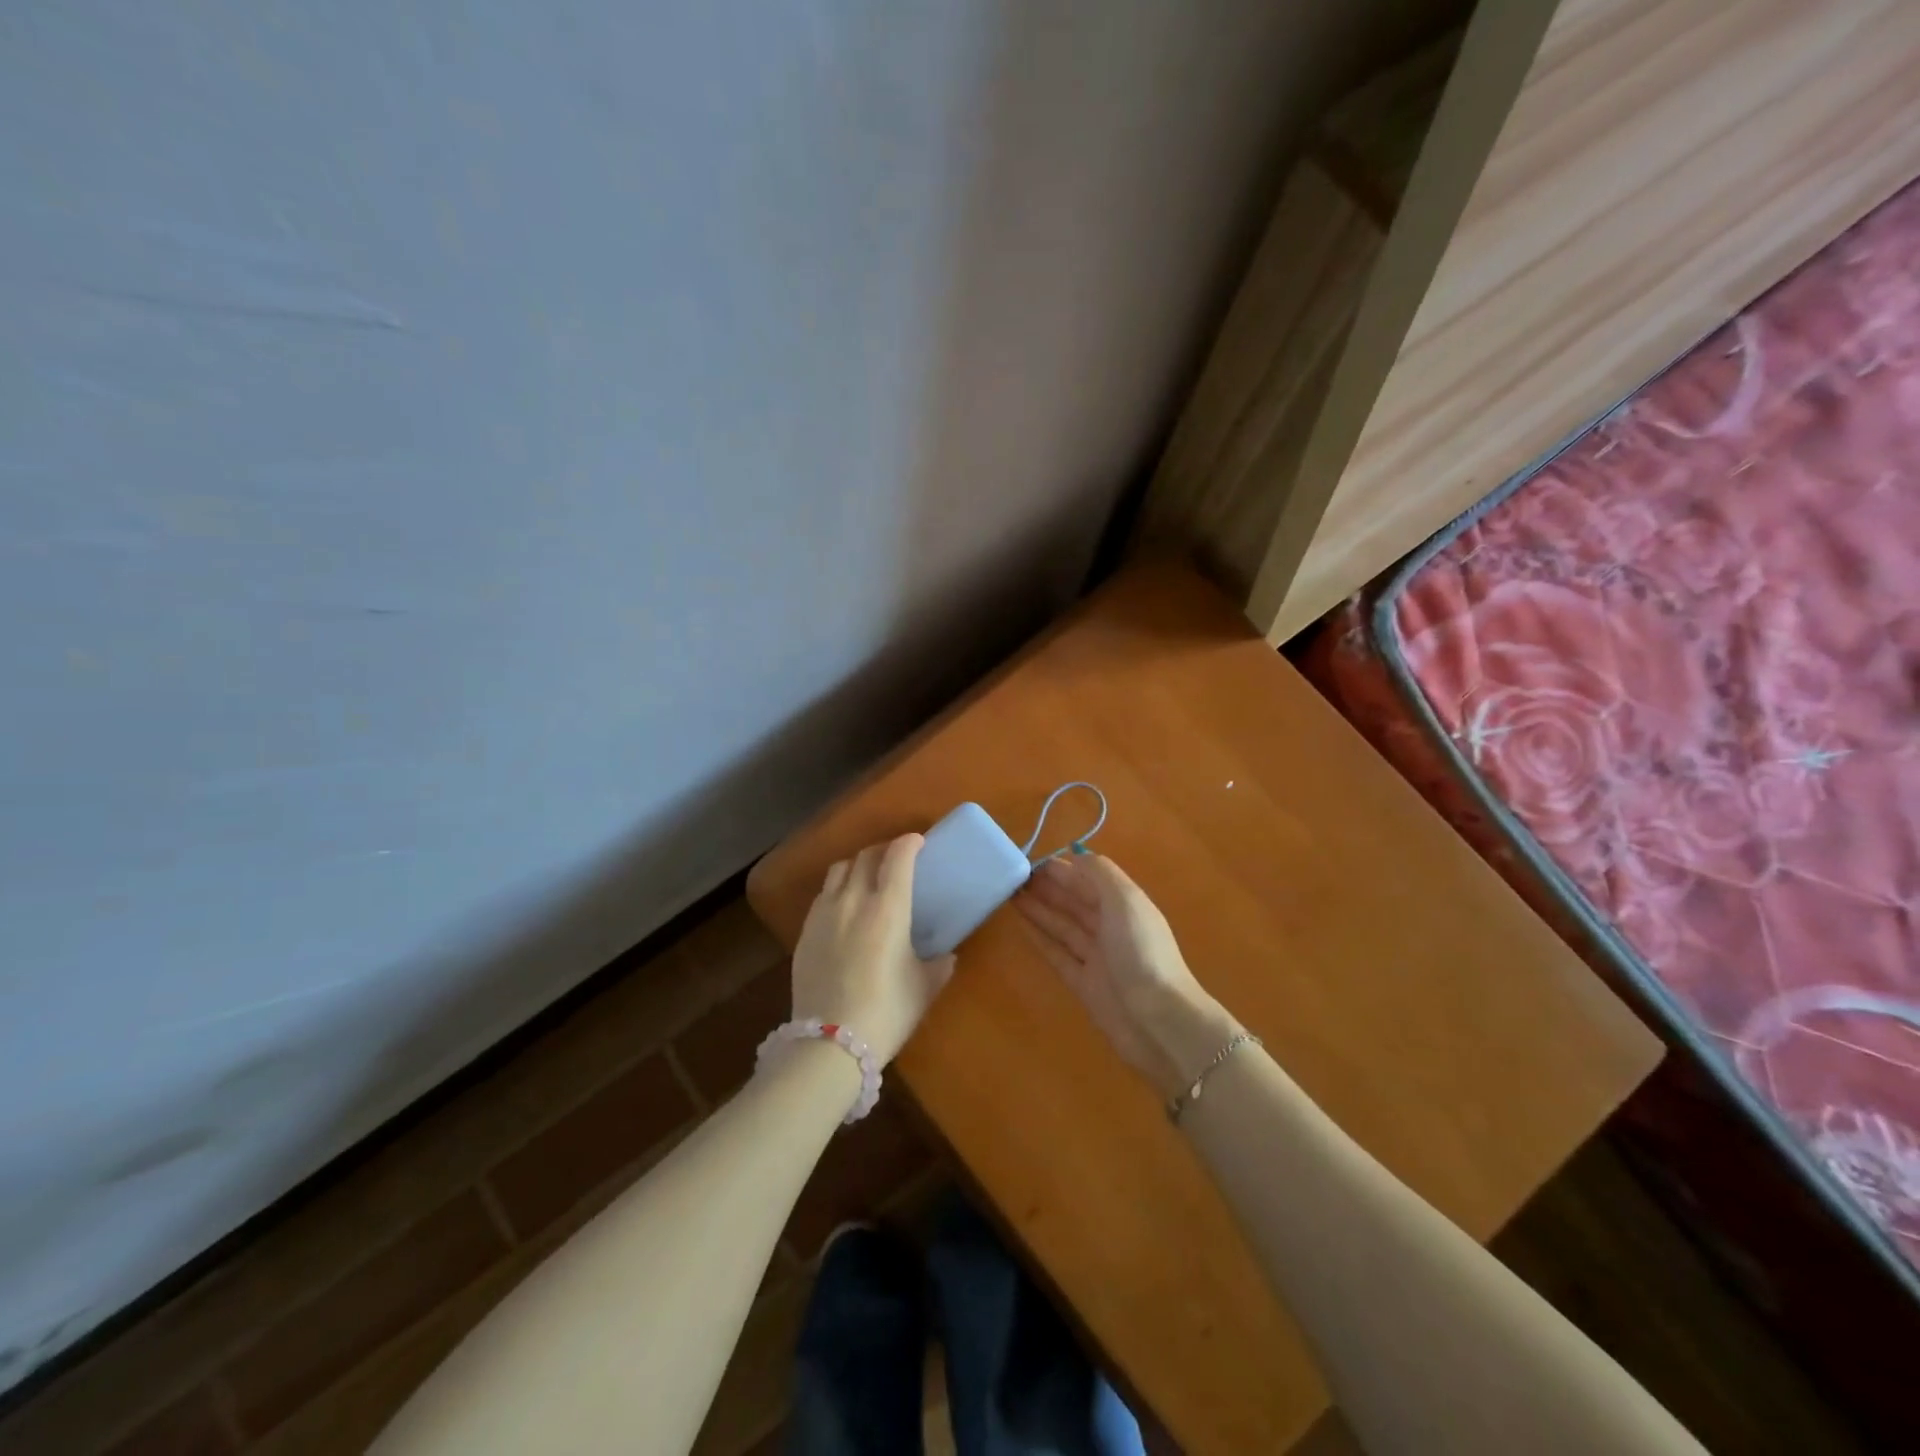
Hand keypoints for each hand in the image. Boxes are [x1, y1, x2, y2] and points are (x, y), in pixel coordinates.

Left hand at [791, 834, 955, 1066]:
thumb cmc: (886, 1012)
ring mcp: (824, 914)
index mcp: (888, 908)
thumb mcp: (923, 988)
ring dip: (857, 865)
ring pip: (839, 870)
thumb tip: (946, 956)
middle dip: (883, 850)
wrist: (830, 1042)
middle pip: (866, 856)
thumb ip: (938, 965)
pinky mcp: (804, 932)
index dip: (909, 843)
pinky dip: (837, 889)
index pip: (897, 857)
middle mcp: (853, 900)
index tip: (918, 842)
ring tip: (866, 877)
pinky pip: (823, 895)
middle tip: (896, 858)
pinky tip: (843, 907)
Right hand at [1016, 854, 1238, 1098]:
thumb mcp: (1125, 901)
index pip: (1089, 878)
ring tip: (1010, 894)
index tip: (1030, 859)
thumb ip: (1100, 874)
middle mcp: (1111, 927)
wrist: (1158, 1021)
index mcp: (1124, 904)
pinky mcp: (1084, 984)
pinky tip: (1021, 925)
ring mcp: (1097, 957)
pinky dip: (1041, 939)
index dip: (1062, 868)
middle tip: (1012, 875)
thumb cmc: (1142, 952)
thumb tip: (1075, 855)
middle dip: (1047, 886)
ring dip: (1039, 909)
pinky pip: (1058, 954)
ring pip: (1063, 925)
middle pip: (1075, 901)